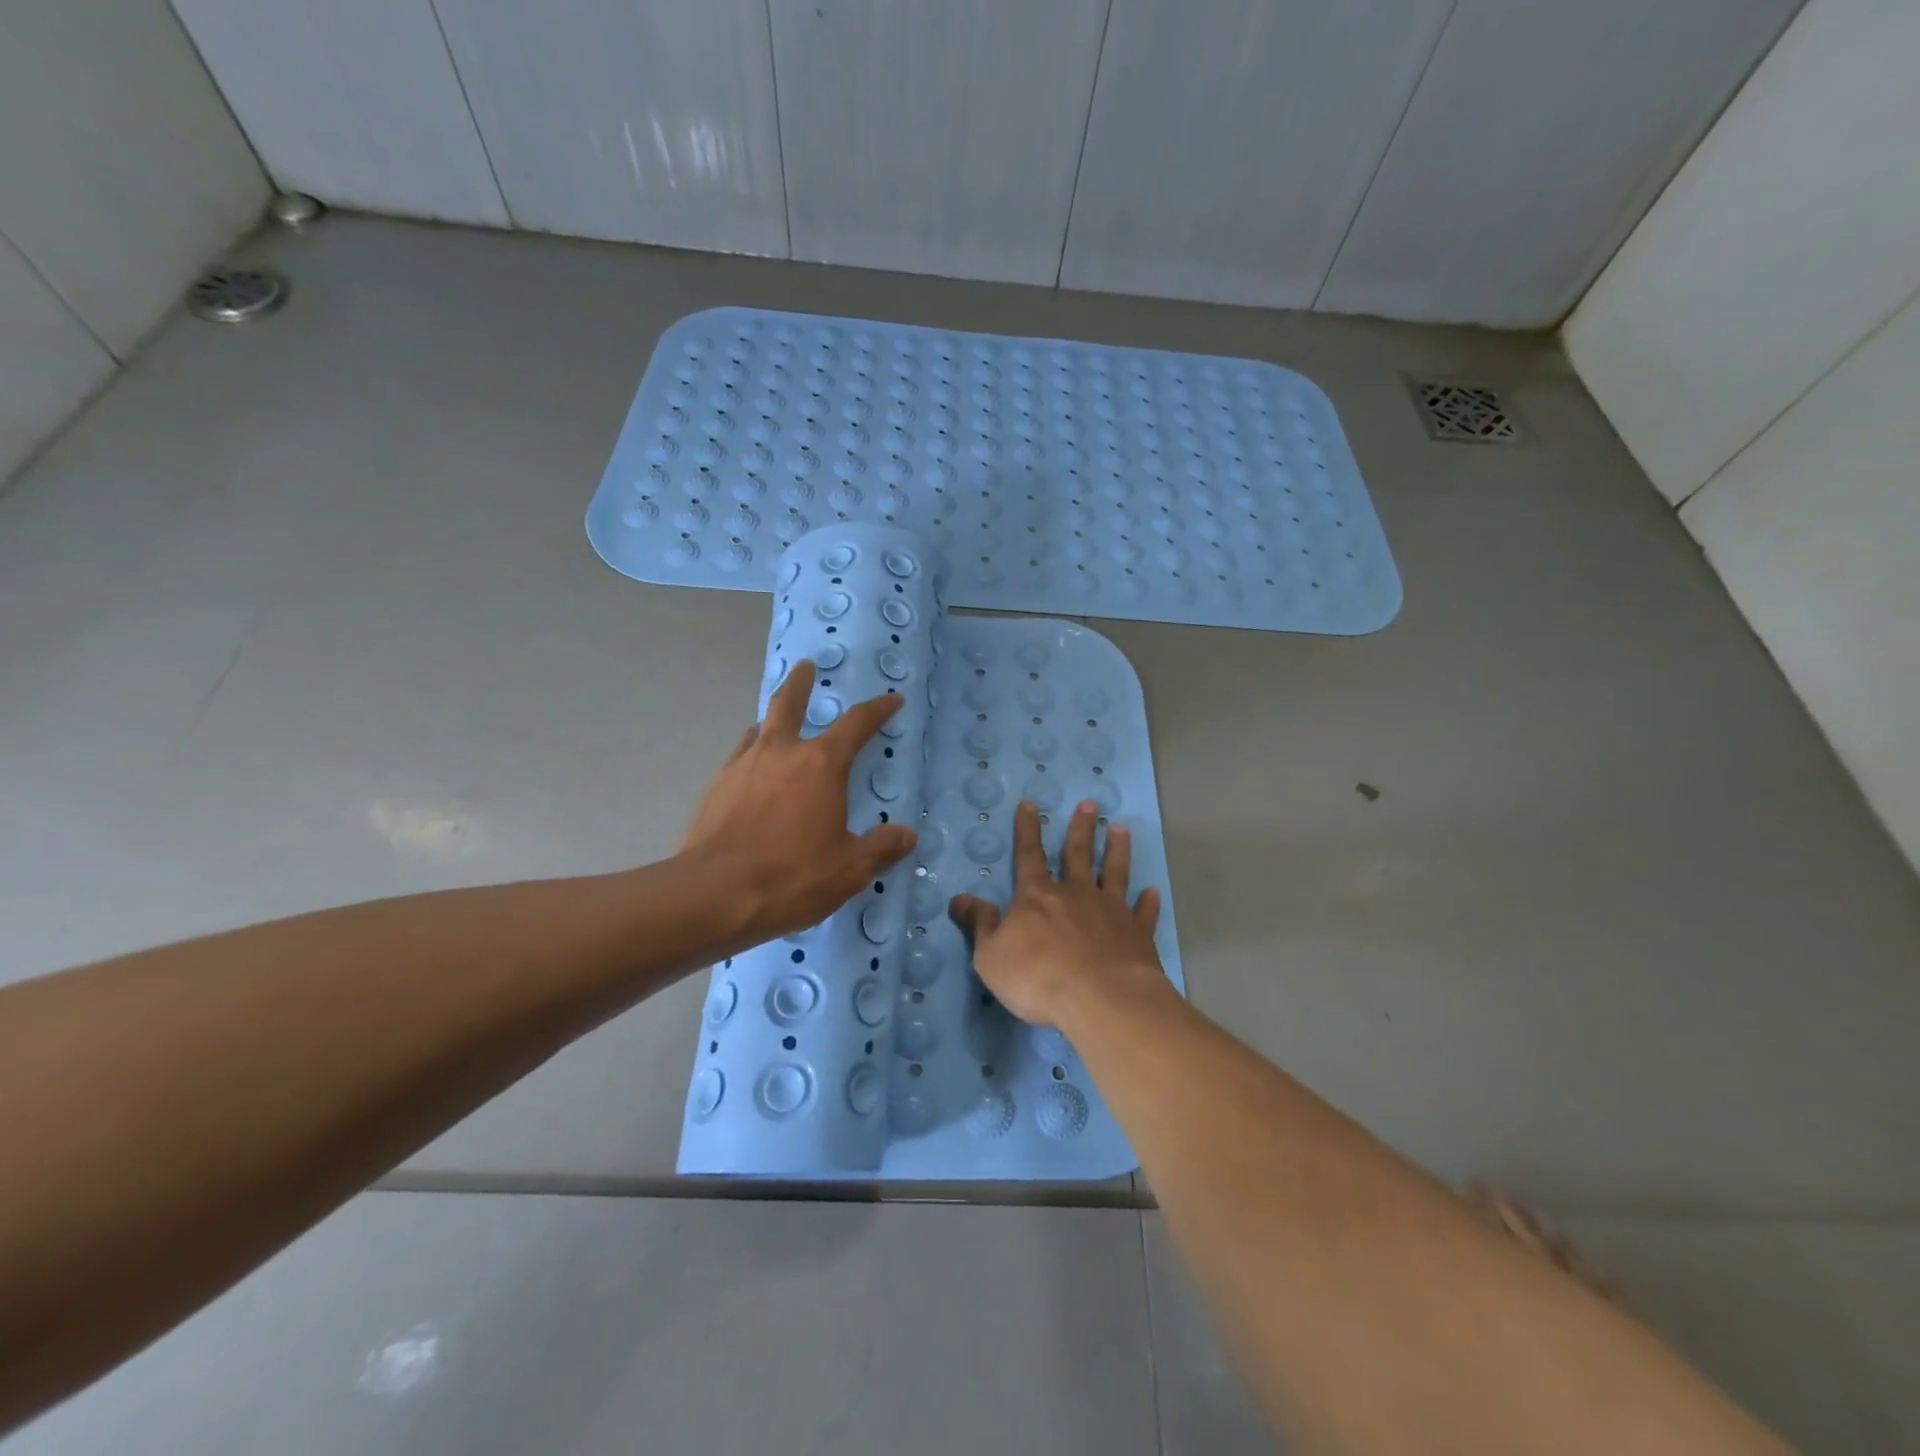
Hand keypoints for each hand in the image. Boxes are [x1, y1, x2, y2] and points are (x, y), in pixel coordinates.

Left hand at [681, 660, 916, 942]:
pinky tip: (754, 771)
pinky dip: (753, 753)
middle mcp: (781, 753)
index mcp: (821, 765)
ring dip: (773, 720)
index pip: (857, 724)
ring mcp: (743, 766)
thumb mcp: (848, 869)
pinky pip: (740, 756)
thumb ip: (880, 848)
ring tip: (778, 725)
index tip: (891, 700)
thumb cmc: (791, 876)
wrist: (713, 894)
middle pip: (790, 703)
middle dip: (801, 683)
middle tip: (806, 666)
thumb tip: (907, 836)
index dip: (877, 709)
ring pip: (760, 728)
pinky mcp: (716, 787)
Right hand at [949, 799, 1166, 1027]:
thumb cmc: (1038, 977)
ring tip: (1121, 829)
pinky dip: (1148, 903)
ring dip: (1117, 851)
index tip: (1030, 804)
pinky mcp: (1137, 935)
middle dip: (1080, 828)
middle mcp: (1076, 895)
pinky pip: (1144, 914)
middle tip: (1090, 804)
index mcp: (1038, 897)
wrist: (1101, 999)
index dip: (1027, 829)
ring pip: (1115, 873)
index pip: (1029, 855)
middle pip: (1077, 854)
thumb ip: (980, 924)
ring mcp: (1111, 912)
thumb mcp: (991, 956)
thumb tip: (960, 898)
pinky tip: (1153, 892)